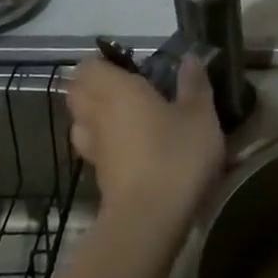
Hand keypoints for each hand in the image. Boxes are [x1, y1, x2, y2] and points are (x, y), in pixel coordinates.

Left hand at [66, 55, 224, 241]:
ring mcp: (93, 147)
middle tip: (129, 88)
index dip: (104, 63)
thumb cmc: (176, 156)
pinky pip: (93, 146)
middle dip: (95, 86)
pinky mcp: (98, 174)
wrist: (150, 219)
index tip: (131, 66)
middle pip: (77, 91)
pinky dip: (105, 142)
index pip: (88, 65)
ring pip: (81, 121)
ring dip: (96, 115)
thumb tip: (190, 59)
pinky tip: (132, 147)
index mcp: (117, 90)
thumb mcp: (200, 115)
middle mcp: (96, 114)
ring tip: (127, 117)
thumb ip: (194, 84)